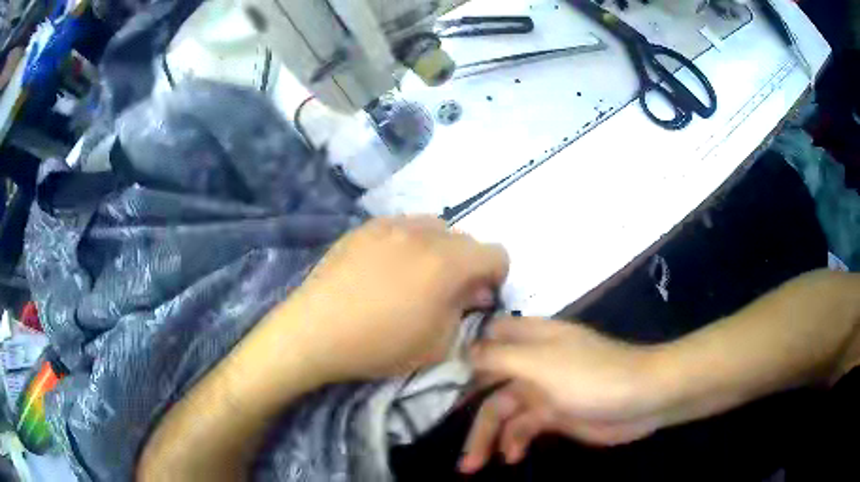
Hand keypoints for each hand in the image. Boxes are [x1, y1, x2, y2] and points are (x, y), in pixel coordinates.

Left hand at [278, 216, 508, 382]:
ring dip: (439, 250)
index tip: (479, 298)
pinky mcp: (364, 228)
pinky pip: (402, 227)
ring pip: (434, 228)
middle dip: (467, 265)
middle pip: (465, 240)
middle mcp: (423, 233)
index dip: (496, 277)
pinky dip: (409, 244)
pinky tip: (386, 270)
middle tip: (447, 292)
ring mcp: (390, 225)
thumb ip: (465, 311)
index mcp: (447, 262)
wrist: (315, 331)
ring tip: (416, 277)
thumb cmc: (380, 345)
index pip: (496, 253)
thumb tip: (473, 291)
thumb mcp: (438, 343)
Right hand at [460, 317, 663, 472]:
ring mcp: (546, 391)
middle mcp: (534, 363)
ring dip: (491, 438)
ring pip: (506, 413)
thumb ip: (499, 357)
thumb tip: (464, 352)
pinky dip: (515, 442)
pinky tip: (513, 457)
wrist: (643, 398)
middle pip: (491, 388)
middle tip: (461, 452)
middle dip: (475, 419)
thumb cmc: (591, 377)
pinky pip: (525, 428)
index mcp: (531, 339)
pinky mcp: (557, 414)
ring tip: (477, 465)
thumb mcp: (540, 363)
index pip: (489, 338)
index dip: (466, 355)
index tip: (441, 381)